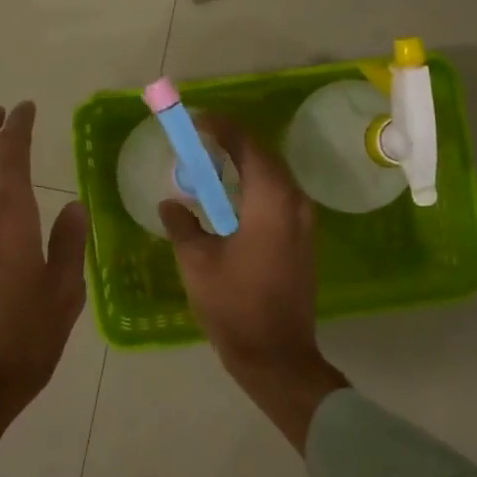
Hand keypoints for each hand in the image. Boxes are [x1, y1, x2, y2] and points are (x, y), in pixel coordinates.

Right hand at [160, 116, 347, 452]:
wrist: (277, 355)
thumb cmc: (234, 305)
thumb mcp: (197, 262)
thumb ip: (182, 224)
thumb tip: (171, 203)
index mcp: (270, 201)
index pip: (249, 146)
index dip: (223, 128)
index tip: (198, 122)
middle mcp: (295, 203)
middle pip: (265, 158)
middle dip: (234, 144)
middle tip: (201, 142)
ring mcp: (305, 223)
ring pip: (275, 178)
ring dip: (246, 166)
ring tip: (212, 166)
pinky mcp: (304, 240)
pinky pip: (280, 198)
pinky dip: (256, 189)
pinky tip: (232, 200)